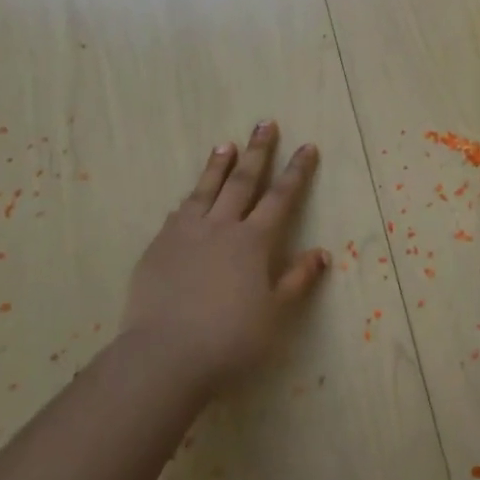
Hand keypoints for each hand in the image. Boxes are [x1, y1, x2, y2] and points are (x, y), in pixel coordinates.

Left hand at [121, 120, 329, 391]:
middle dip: (258, 151)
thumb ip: (297, 280)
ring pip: (206, 190)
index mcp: (254, 241)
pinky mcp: (158, 248)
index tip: (307, 147)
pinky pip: (178, 214)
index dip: (296, 171)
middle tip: (265, 123)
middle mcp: (221, 227)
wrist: (164, 356)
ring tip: (225, 144)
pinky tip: (189, 197)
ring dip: (218, 165)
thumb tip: (321, 253)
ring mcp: (186, 234)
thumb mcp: (275, 314)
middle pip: (243, 181)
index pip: (281, 197)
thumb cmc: (230, 338)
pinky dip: (189, 199)